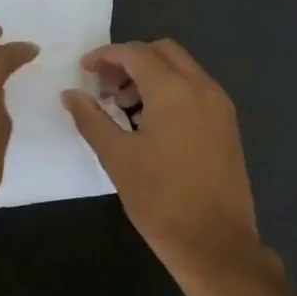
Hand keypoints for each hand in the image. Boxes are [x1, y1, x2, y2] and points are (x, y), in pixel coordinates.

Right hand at [61, 40, 282, 295]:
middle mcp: (202, 87)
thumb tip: (69, 93)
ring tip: (123, 108)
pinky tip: (150, 123)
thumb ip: (91, 119)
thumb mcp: (117, 158)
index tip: (84, 71)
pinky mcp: (227, 125)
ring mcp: (219, 106)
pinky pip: (196, 90)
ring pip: (182, 69)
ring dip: (151, 75)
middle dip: (130, 61)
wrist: (215, 243)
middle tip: (105, 88)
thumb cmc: (160, 200)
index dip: (105, 56)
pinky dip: (171, 90)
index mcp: (174, 90)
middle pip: (163, 52)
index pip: (136, 53)